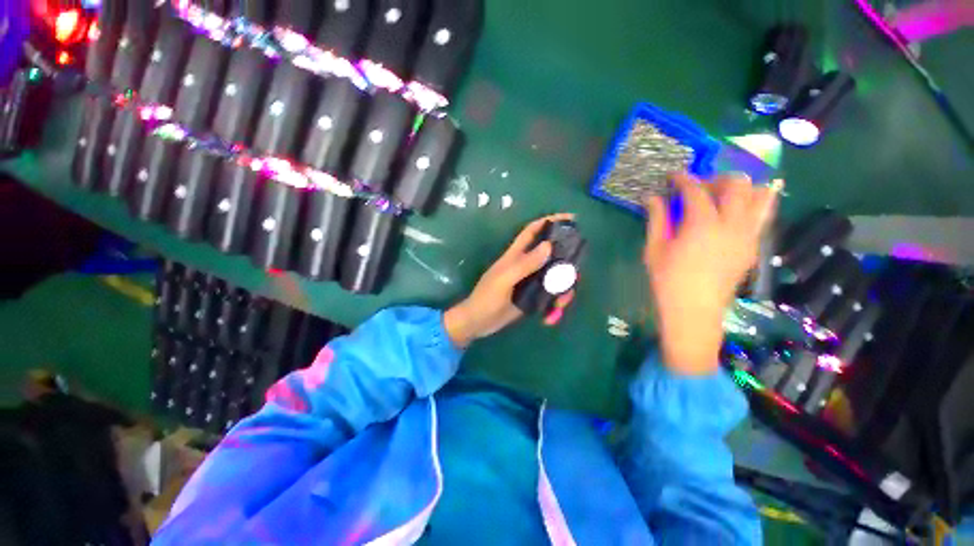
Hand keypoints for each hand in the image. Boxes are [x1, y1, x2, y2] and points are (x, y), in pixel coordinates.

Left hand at [444, 213, 573, 347]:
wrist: (478, 323)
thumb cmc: (486, 298)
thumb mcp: (504, 280)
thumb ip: (525, 264)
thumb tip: (549, 245)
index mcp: (516, 255)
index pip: (533, 231)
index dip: (550, 221)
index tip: (571, 219)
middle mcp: (526, 265)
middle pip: (552, 255)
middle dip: (566, 262)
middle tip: (574, 275)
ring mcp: (531, 282)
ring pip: (555, 277)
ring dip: (563, 289)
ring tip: (560, 304)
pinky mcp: (533, 297)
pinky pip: (551, 295)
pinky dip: (555, 305)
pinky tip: (550, 316)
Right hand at [644, 172, 778, 374]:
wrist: (694, 310)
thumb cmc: (667, 280)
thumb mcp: (654, 249)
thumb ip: (656, 219)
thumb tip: (651, 197)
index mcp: (701, 225)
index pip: (696, 190)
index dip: (683, 178)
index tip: (672, 175)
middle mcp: (731, 224)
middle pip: (735, 185)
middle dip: (715, 178)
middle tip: (698, 186)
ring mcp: (748, 235)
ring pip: (759, 196)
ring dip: (741, 187)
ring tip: (722, 193)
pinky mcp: (754, 246)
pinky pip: (764, 215)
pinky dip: (756, 202)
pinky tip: (741, 206)